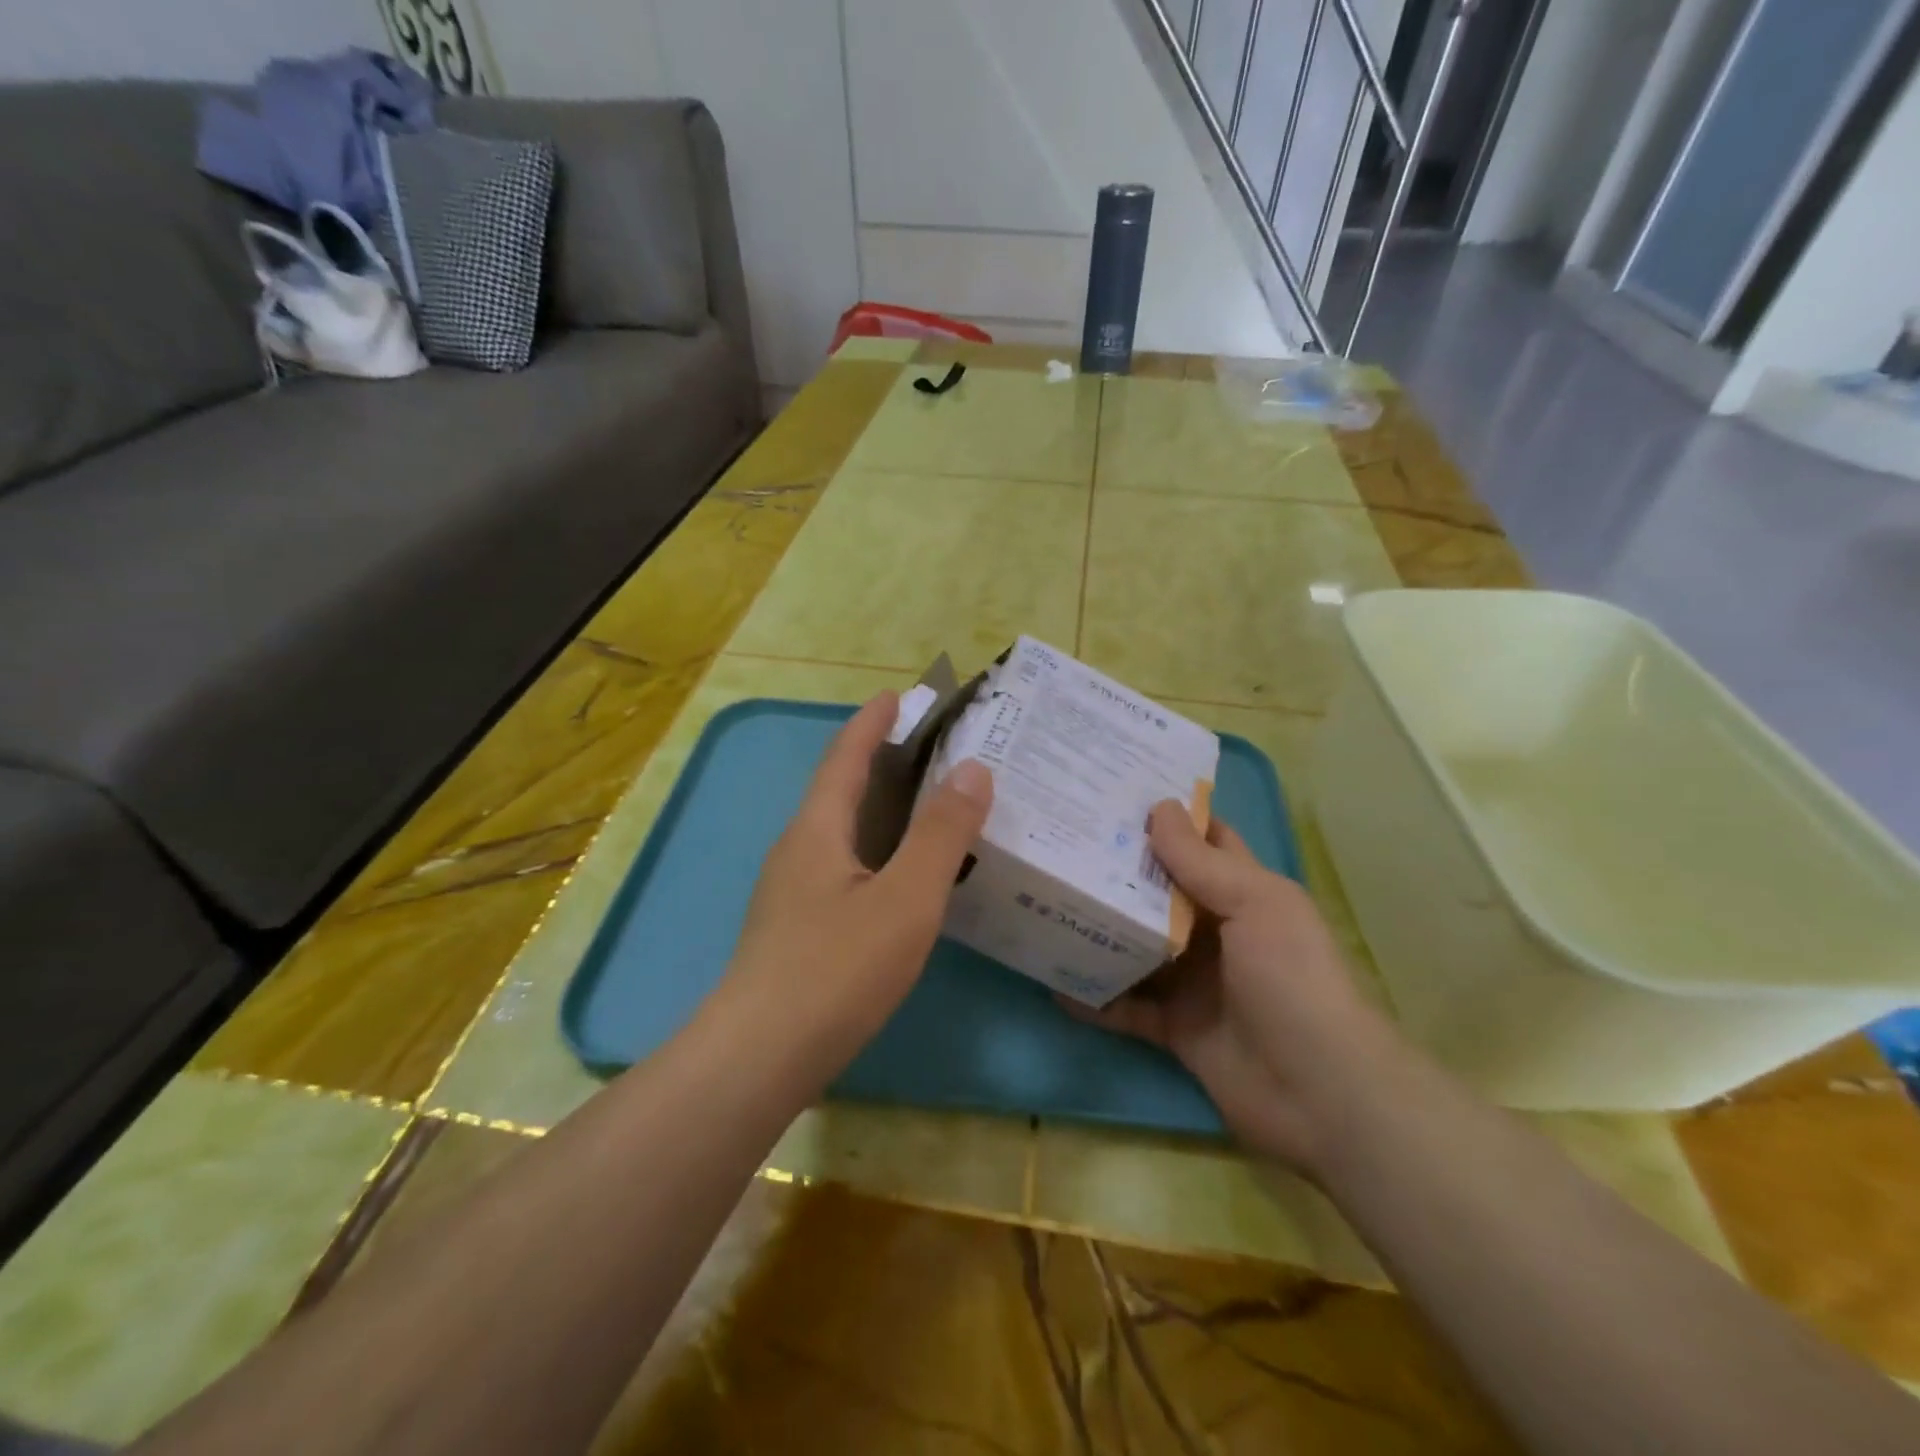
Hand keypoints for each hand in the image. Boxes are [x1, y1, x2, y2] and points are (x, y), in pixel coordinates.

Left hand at [719, 692, 993, 1076]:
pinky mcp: (797, 928)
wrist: (759, 1059)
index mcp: (818, 829)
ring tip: (931, 809)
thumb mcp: (905, 899)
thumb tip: (973, 769)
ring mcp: (792, 892)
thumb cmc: (835, 970)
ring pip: (844, 833)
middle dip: (883, 762)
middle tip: (938, 753)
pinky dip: (878, 852)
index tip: (900, 694)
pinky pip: (845, 868)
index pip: (845, 756)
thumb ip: (941, 834)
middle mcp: (798, 850)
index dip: (872, 722)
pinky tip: (903, 878)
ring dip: (883, 810)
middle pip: (842, 790)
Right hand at [1062, 801, 1391, 1171]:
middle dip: (1116, 868)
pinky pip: (1125, 1006)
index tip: (1113, 793)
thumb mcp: (1254, 906)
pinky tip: (1053, 981)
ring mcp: (1193, 980)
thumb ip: (1200, 862)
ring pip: (1136, 945)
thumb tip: (1158, 806)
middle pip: (1158, 891)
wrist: (1320, 1094)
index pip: (1203, 842)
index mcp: (1244, 893)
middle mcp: (1216, 931)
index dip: (1167, 817)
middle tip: (1061, 840)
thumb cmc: (1293, 980)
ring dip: (1098, 929)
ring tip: (1045, 901)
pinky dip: (1094, 996)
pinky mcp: (1174, 1027)